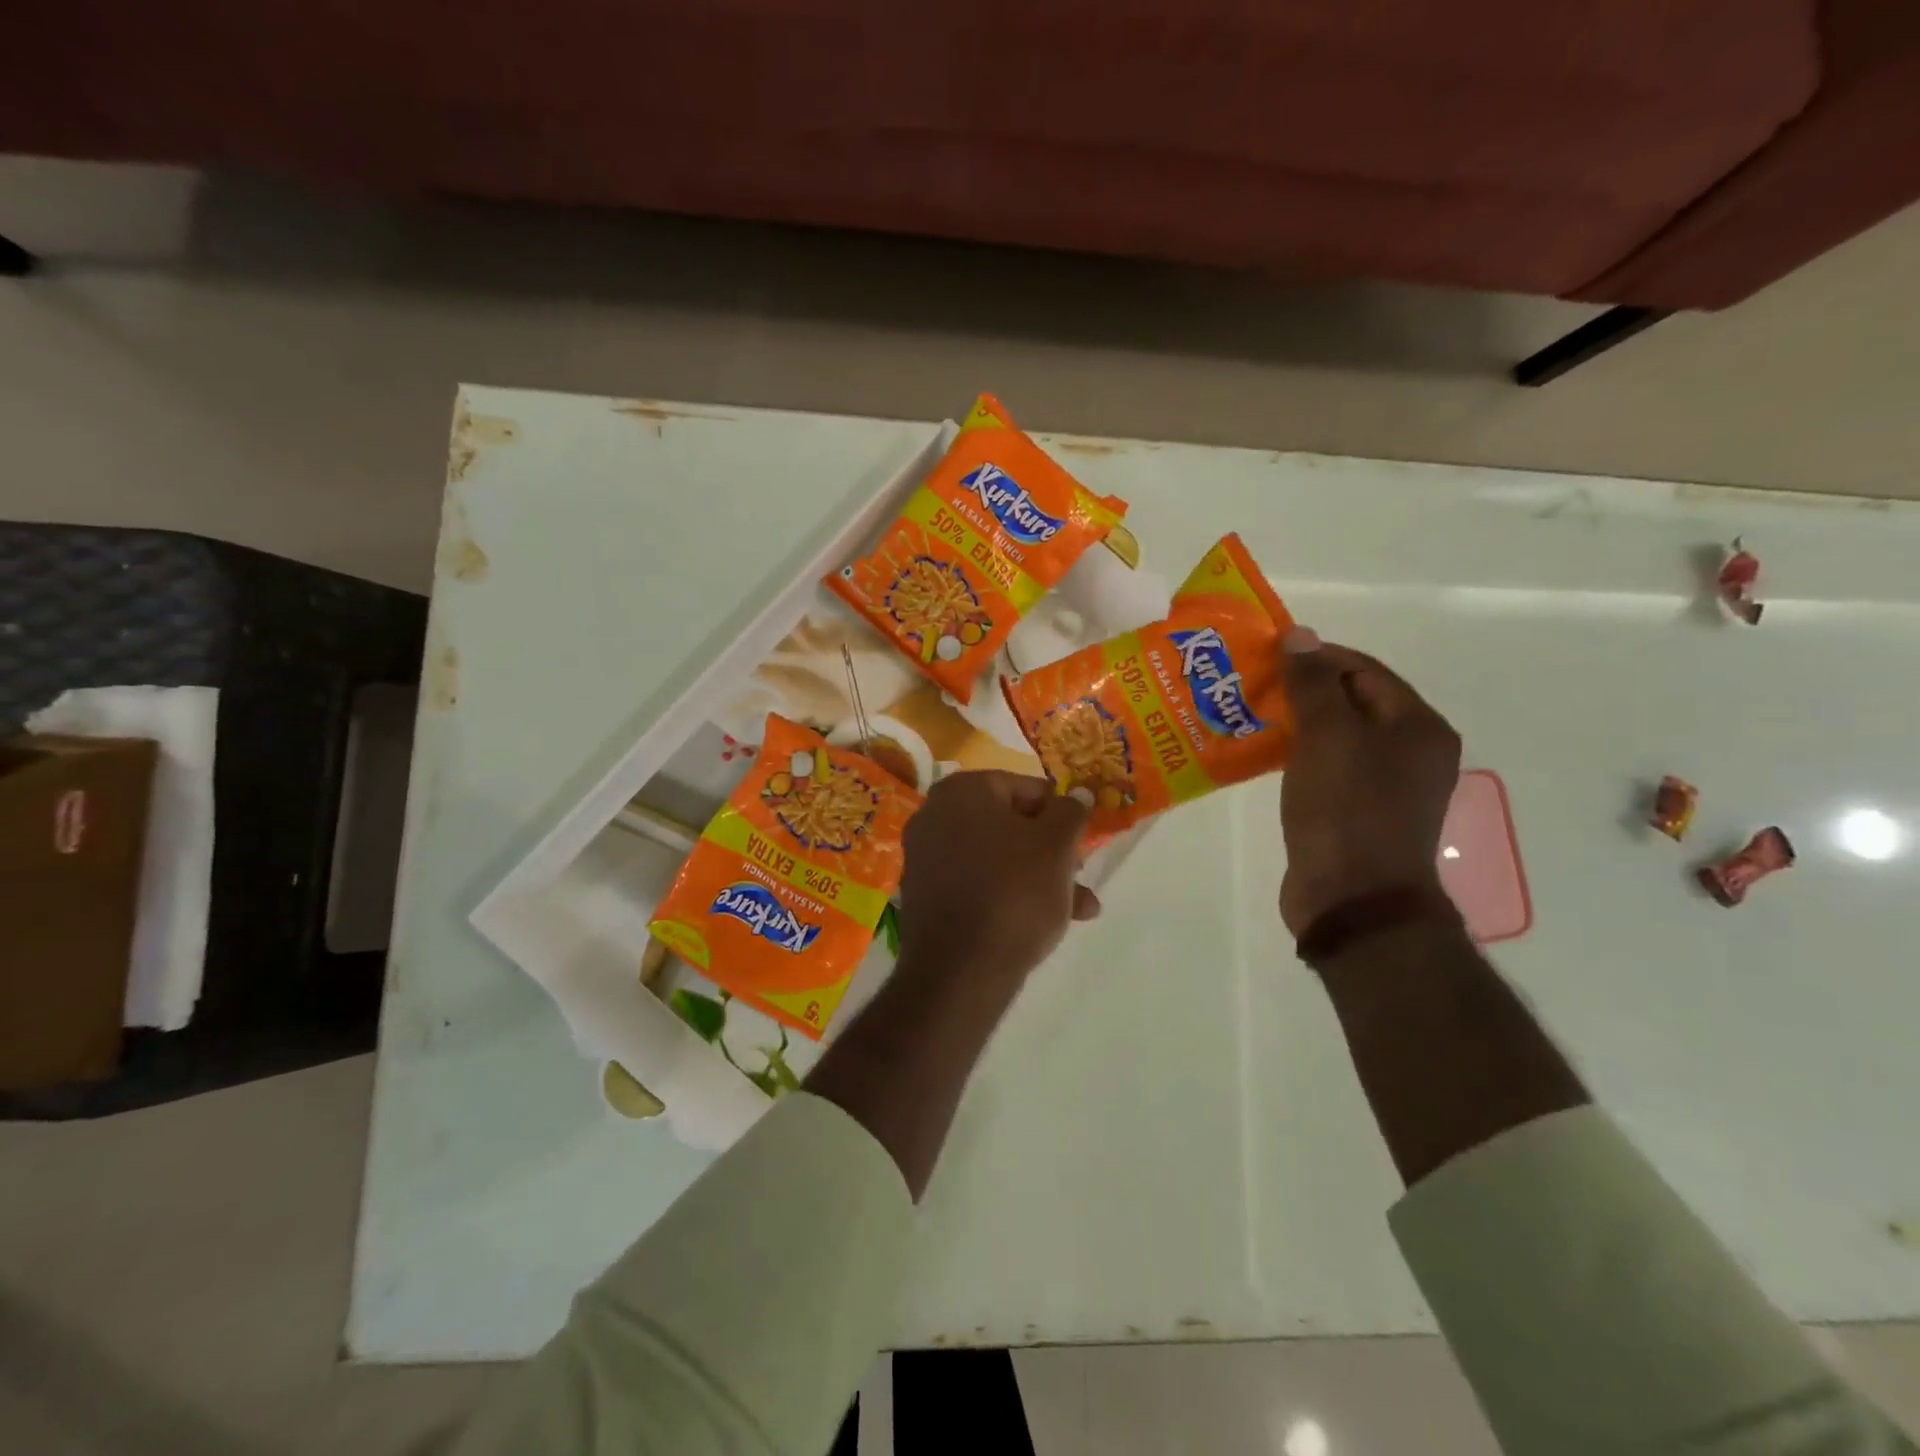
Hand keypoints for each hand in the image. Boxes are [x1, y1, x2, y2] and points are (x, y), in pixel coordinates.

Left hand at [898, 771, 1099, 983]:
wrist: (961, 971)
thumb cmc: (1014, 891)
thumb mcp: (1057, 846)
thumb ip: (1072, 812)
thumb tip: (1078, 794)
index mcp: (961, 791)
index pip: (1023, 786)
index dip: (1059, 811)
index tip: (1081, 837)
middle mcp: (934, 816)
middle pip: (1009, 824)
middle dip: (1052, 850)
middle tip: (1081, 873)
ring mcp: (925, 858)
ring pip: (997, 858)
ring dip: (1040, 878)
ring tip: (1081, 908)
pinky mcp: (926, 897)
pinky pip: (977, 884)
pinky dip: (1009, 895)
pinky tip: (1046, 924)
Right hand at [1278, 628, 1461, 935]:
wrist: (1354, 900)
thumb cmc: (1345, 810)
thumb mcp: (1327, 737)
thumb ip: (1312, 683)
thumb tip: (1300, 635)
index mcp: (1418, 726)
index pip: (1365, 670)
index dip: (1317, 657)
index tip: (1268, 656)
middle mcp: (1413, 752)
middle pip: (1354, 702)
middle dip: (1304, 690)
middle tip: (1254, 686)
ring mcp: (1389, 787)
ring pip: (1340, 737)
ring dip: (1299, 723)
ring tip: (1253, 717)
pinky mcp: (1362, 814)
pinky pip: (1331, 768)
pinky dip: (1302, 756)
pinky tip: (1268, 756)